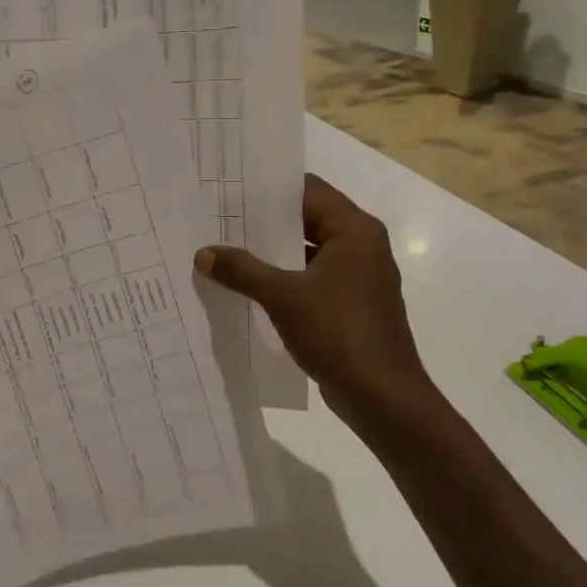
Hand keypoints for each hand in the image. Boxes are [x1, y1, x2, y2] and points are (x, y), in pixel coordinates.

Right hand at [195, 174, 445, 433]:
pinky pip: (311, 277)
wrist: (382, 397)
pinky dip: (283, 277)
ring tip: (225, 248)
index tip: (229, 189)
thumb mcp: (283, 297)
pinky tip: (248, 285)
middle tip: (218, 217)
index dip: (269, 188)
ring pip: (308, 250)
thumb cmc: (339, 334)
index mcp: (355, 231)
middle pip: (307, 219)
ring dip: (271, 251)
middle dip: (264, 221)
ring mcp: (357, 277)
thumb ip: (242, 270)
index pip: (308, 190)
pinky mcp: (350, 304)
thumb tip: (204, 254)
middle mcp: (361, 246)